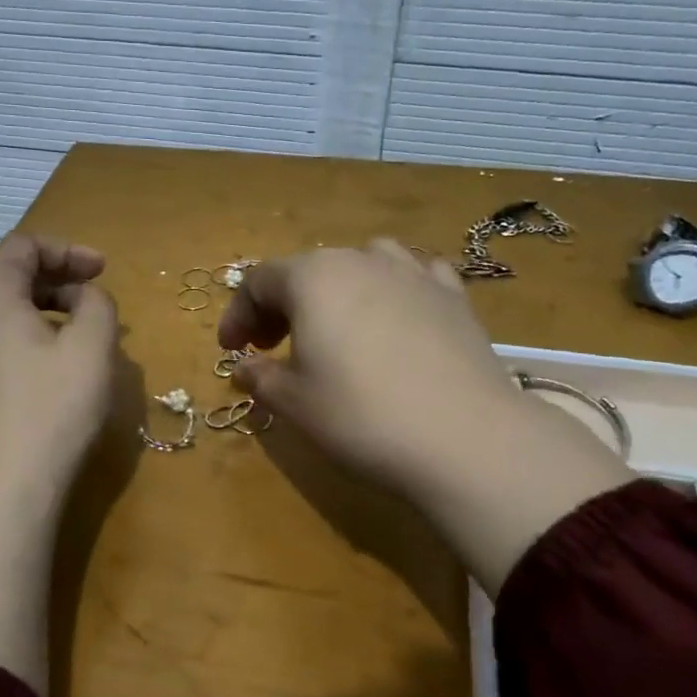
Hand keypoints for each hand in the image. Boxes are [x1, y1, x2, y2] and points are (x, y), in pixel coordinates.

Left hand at [0, 234, 119, 495]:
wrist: (3, 487)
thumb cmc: (53, 407)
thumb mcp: (92, 346)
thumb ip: (97, 304)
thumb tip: (85, 298)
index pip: (21, 246)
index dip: (66, 249)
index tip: (102, 270)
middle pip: (8, 277)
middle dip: (57, 278)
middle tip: (95, 298)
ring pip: (2, 315)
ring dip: (44, 311)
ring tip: (81, 334)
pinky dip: (28, 340)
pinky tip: (54, 371)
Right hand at [218, 240, 629, 592]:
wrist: (464, 438)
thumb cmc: (361, 416)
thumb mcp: (293, 403)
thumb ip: (259, 377)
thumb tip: (243, 366)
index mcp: (313, 277)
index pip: (258, 281)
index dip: (238, 315)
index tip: (232, 351)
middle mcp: (362, 258)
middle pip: (307, 270)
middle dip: (282, 306)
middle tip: (273, 347)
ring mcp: (414, 272)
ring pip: (362, 263)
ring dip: (337, 292)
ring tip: (337, 326)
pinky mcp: (454, 295)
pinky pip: (413, 276)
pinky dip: (393, 291)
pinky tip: (397, 318)